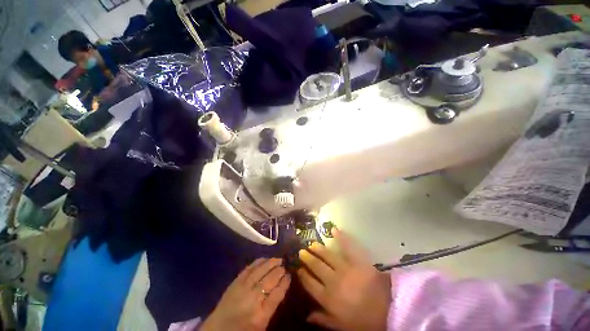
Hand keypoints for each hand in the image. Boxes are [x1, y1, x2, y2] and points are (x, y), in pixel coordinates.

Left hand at [201, 258, 290, 330]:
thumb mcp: (262, 324)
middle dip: (279, 271)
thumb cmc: (243, 329)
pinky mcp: (235, 282)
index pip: (277, 295)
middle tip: (285, 265)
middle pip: (269, 280)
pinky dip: (258, 262)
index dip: (285, 283)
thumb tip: (282, 285)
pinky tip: (265, 258)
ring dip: (271, 263)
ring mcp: (242, 288)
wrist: (218, 330)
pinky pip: (249, 269)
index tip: (290, 275)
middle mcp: (252, 299)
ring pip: (260, 271)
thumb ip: (272, 305)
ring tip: (278, 259)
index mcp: (261, 315)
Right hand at [297, 230, 390, 330]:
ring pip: (327, 256)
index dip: (303, 276)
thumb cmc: (364, 321)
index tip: (298, 269)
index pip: (310, 284)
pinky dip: (340, 237)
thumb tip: (307, 316)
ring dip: (318, 249)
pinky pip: (347, 247)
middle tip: (302, 251)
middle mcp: (332, 281)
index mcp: (328, 298)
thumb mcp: (342, 326)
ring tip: (312, 244)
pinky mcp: (356, 260)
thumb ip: (324, 320)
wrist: (388, 311)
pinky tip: (334, 229)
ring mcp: (344, 268)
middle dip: (308, 258)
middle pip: (316, 267)